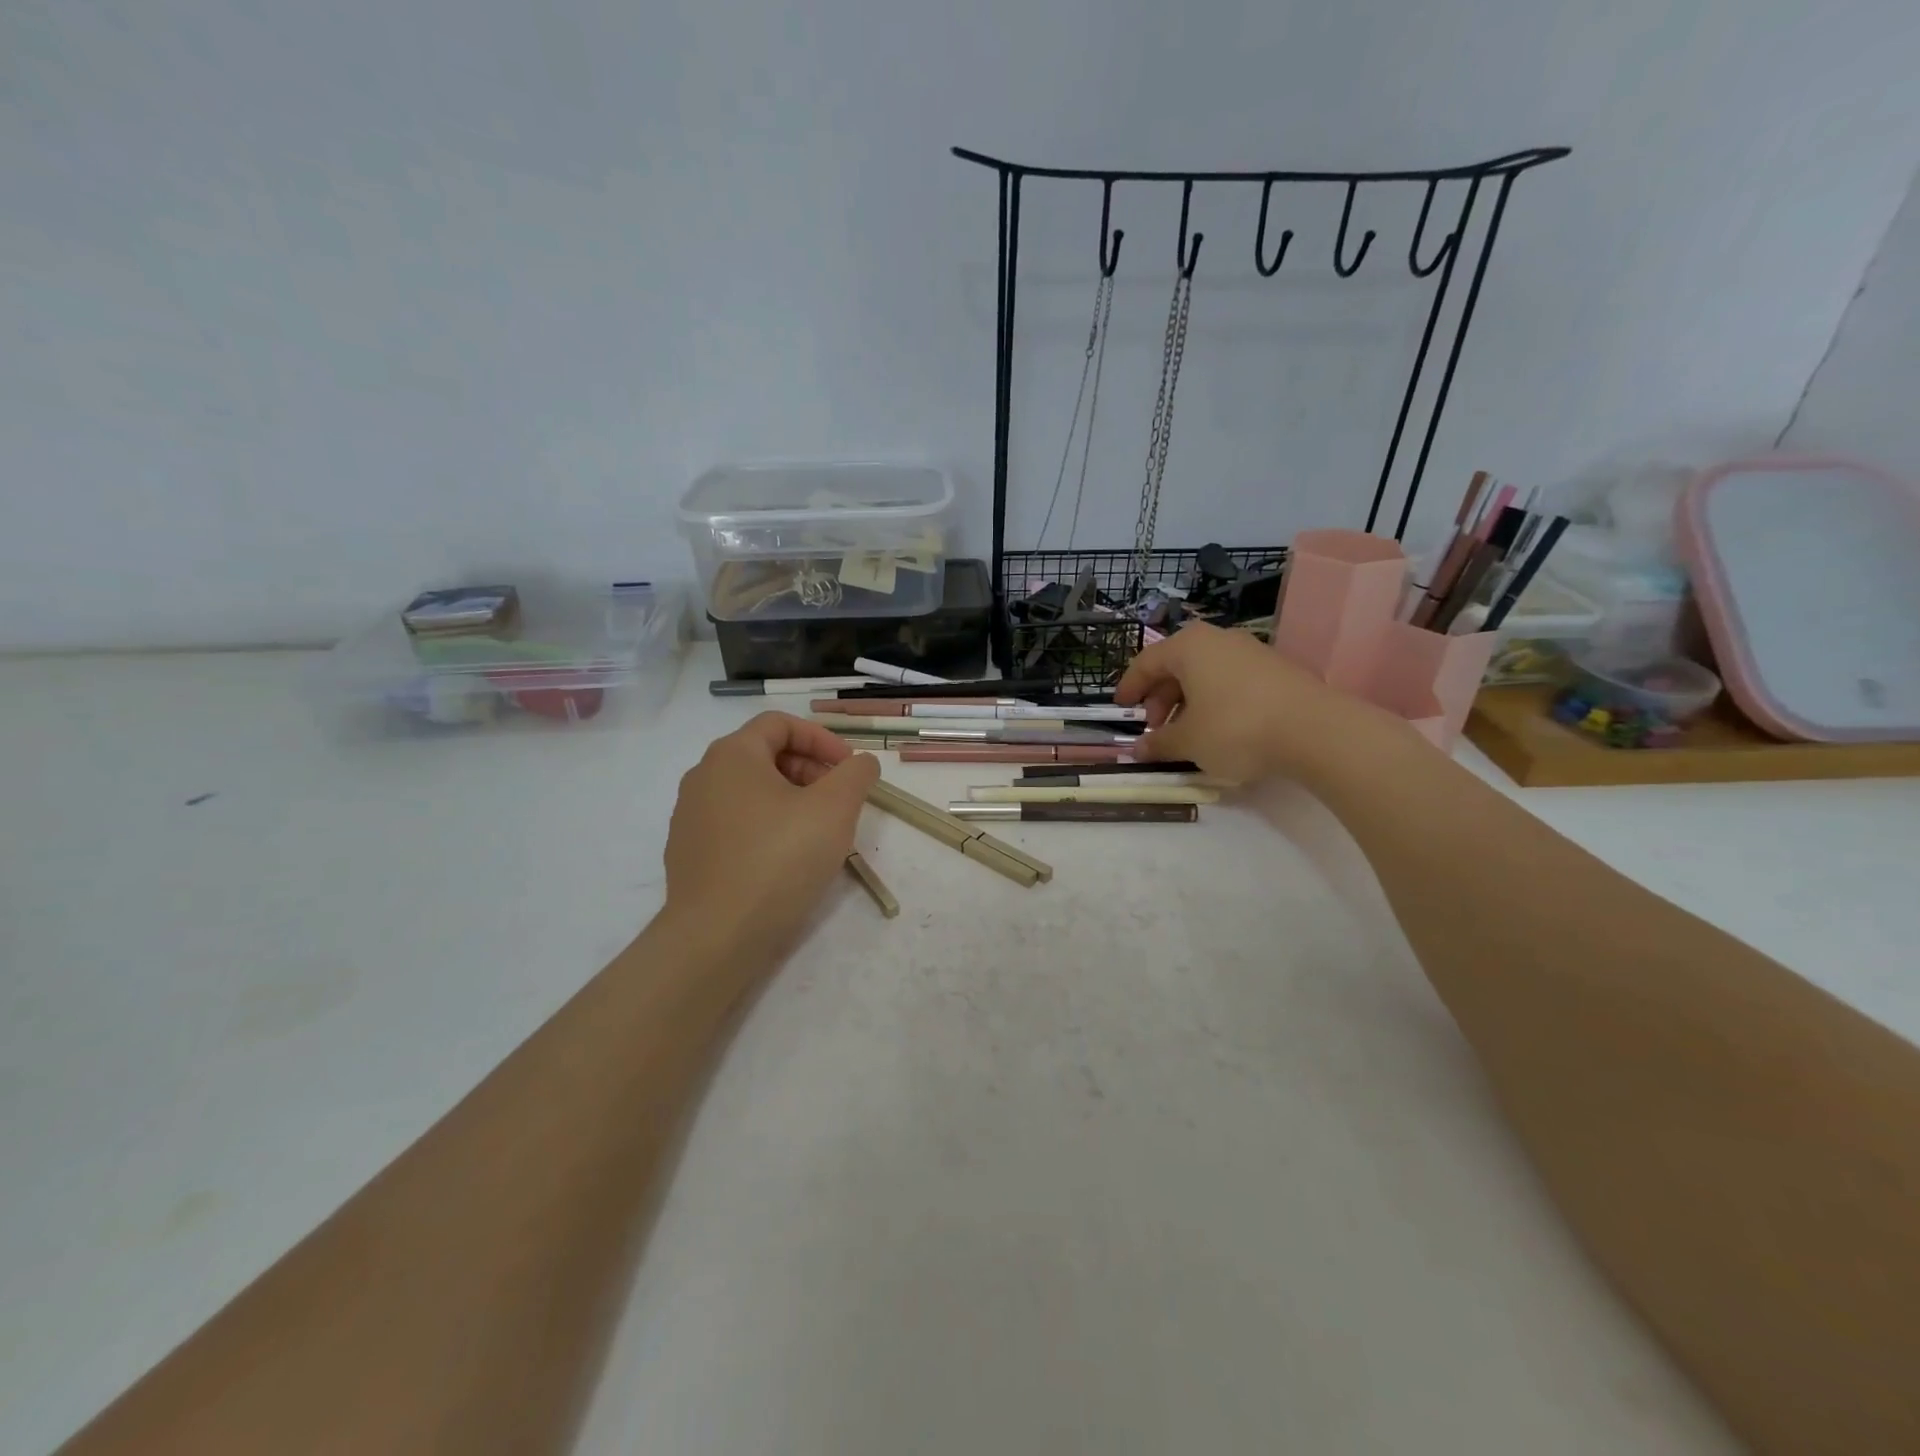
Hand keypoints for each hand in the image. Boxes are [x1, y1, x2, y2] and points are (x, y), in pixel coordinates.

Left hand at [663, 713, 879, 970]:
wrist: (717, 936)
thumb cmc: (780, 859)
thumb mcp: (835, 809)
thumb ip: (856, 774)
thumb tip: (861, 763)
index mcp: (732, 755)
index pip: (780, 724)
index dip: (822, 739)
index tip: (849, 768)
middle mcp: (703, 777)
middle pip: (764, 755)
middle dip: (809, 770)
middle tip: (839, 801)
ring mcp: (690, 816)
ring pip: (750, 792)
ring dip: (790, 800)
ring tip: (818, 832)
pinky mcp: (689, 852)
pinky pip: (735, 823)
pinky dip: (766, 827)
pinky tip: (786, 860)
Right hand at [1116, 622, 1390, 782]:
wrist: (1314, 730)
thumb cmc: (1235, 728)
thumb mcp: (1188, 742)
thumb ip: (1159, 744)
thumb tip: (1138, 750)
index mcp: (1188, 647)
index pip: (1146, 662)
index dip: (1130, 687)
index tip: (1121, 708)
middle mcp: (1218, 639)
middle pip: (1177, 666)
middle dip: (1161, 698)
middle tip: (1156, 729)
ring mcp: (1251, 651)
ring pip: (1205, 674)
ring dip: (1188, 702)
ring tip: (1187, 734)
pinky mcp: (1276, 669)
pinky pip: (1231, 681)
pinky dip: (1215, 701)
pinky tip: (1220, 730)